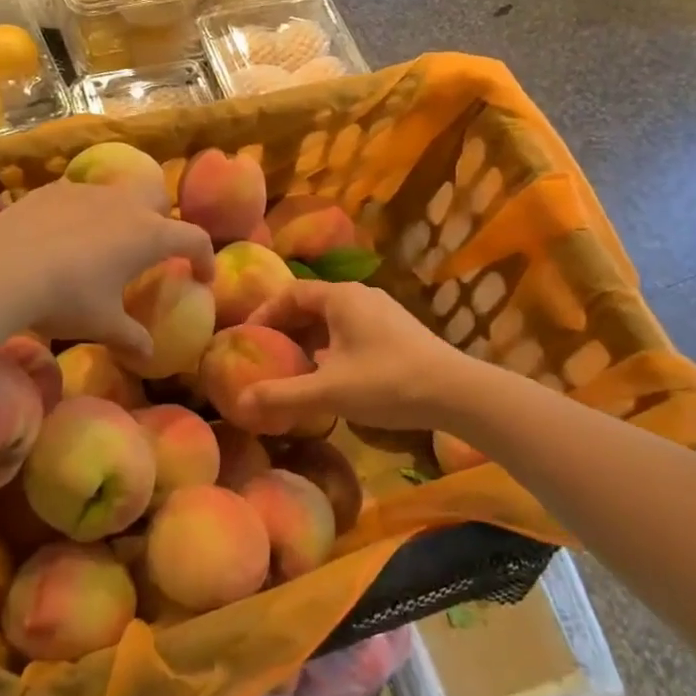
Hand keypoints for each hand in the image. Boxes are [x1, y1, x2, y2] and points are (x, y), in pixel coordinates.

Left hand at [0, 180, 213, 361]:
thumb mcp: (102, 325)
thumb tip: (148, 355)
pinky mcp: (54, 189)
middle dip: (162, 220)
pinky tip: (61, 238)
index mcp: (149, 236)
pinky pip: (80, 196)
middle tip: (148, 251)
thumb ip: (131, 338)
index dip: (204, 258)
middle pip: (159, 199)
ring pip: (118, 194)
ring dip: (120, 215)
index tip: (201, 277)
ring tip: (101, 246)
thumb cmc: (65, 298)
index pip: (194, 239)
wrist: (1, 267)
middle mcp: (125, 204)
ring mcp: (88, 192)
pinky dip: (82, 214)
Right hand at [241, 280, 473, 433]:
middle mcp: (361, 295)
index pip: (291, 293)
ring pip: (334, 319)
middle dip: (286, 328)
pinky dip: (333, 346)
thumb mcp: (328, 391)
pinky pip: (353, 330)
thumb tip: (239, 402)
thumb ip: (282, 396)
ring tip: (293, 367)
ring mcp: (383, 311)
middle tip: (265, 354)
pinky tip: (331, 375)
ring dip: (310, 339)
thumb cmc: (387, 382)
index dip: (265, 313)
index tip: (246, 337)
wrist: (455, 392)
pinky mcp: (398, 330)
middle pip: (312, 304)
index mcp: (341, 296)